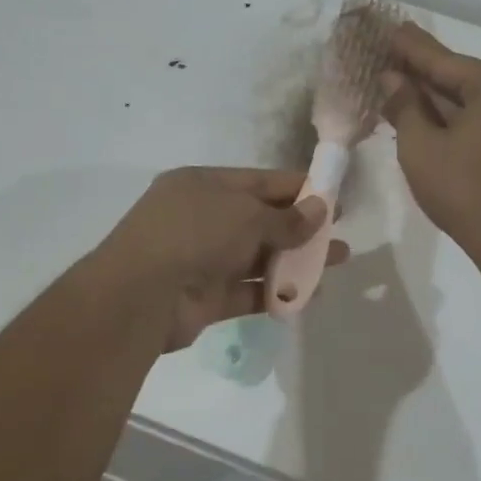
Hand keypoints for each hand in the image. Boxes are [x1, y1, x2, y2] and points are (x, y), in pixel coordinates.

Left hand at [92, 167, 348, 350]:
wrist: (140, 296)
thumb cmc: (194, 234)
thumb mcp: (245, 215)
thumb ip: (286, 218)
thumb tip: (320, 211)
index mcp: (204, 186)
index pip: (260, 182)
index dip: (299, 189)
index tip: (335, 198)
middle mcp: (203, 219)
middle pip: (262, 220)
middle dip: (303, 227)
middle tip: (340, 235)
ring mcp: (203, 259)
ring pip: (258, 257)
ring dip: (296, 261)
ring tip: (337, 263)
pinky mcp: (207, 297)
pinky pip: (249, 291)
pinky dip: (277, 292)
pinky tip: (310, 295)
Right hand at [381, 24, 480, 265]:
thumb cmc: (462, 190)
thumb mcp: (420, 146)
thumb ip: (404, 105)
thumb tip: (391, 78)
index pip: (441, 59)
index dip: (409, 47)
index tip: (387, 27)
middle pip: (456, 76)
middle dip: (419, 70)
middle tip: (387, 51)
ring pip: (465, 98)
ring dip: (431, 94)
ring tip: (396, 79)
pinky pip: (475, 116)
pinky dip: (448, 114)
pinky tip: (421, 110)